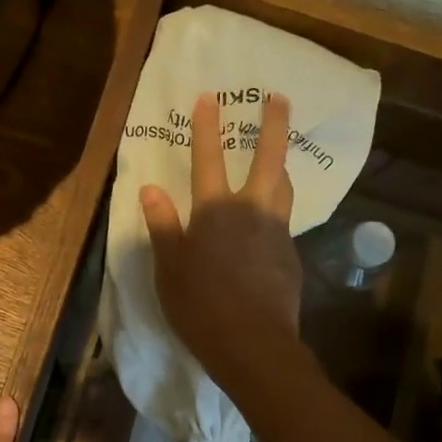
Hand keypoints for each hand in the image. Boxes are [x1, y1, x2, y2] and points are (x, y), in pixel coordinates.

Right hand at [141, 92, 303, 389]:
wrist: (253, 344)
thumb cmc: (200, 306)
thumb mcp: (169, 268)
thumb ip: (162, 225)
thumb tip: (150, 189)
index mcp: (215, 211)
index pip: (208, 159)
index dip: (207, 127)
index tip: (210, 97)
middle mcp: (251, 211)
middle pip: (269, 159)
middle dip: (273, 125)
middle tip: (280, 98)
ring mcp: (276, 232)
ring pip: (284, 188)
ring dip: (281, 165)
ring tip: (280, 156)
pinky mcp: (291, 255)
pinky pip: (284, 221)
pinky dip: (277, 209)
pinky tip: (268, 222)